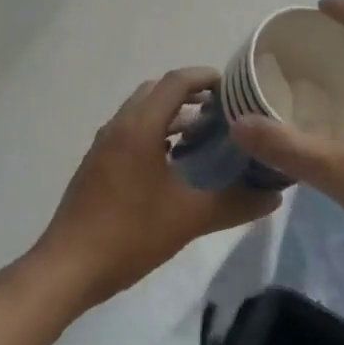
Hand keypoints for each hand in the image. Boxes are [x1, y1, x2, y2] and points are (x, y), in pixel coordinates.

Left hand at [26, 67, 280, 311]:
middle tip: (222, 112)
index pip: (175, 82)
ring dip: (170, 115)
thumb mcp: (190, 218)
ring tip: (203, 136)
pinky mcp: (96, 165)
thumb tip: (275, 196)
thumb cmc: (130, 233)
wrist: (68, 267)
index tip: (233, 88)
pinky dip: (154, 133)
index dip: (205, 77)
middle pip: (156, 91)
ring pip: (141, 112)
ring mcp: (103, 145)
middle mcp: (118, 126)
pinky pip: (129, 132)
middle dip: (189, 94)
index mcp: (139, 127)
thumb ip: (235, 204)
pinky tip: (172, 165)